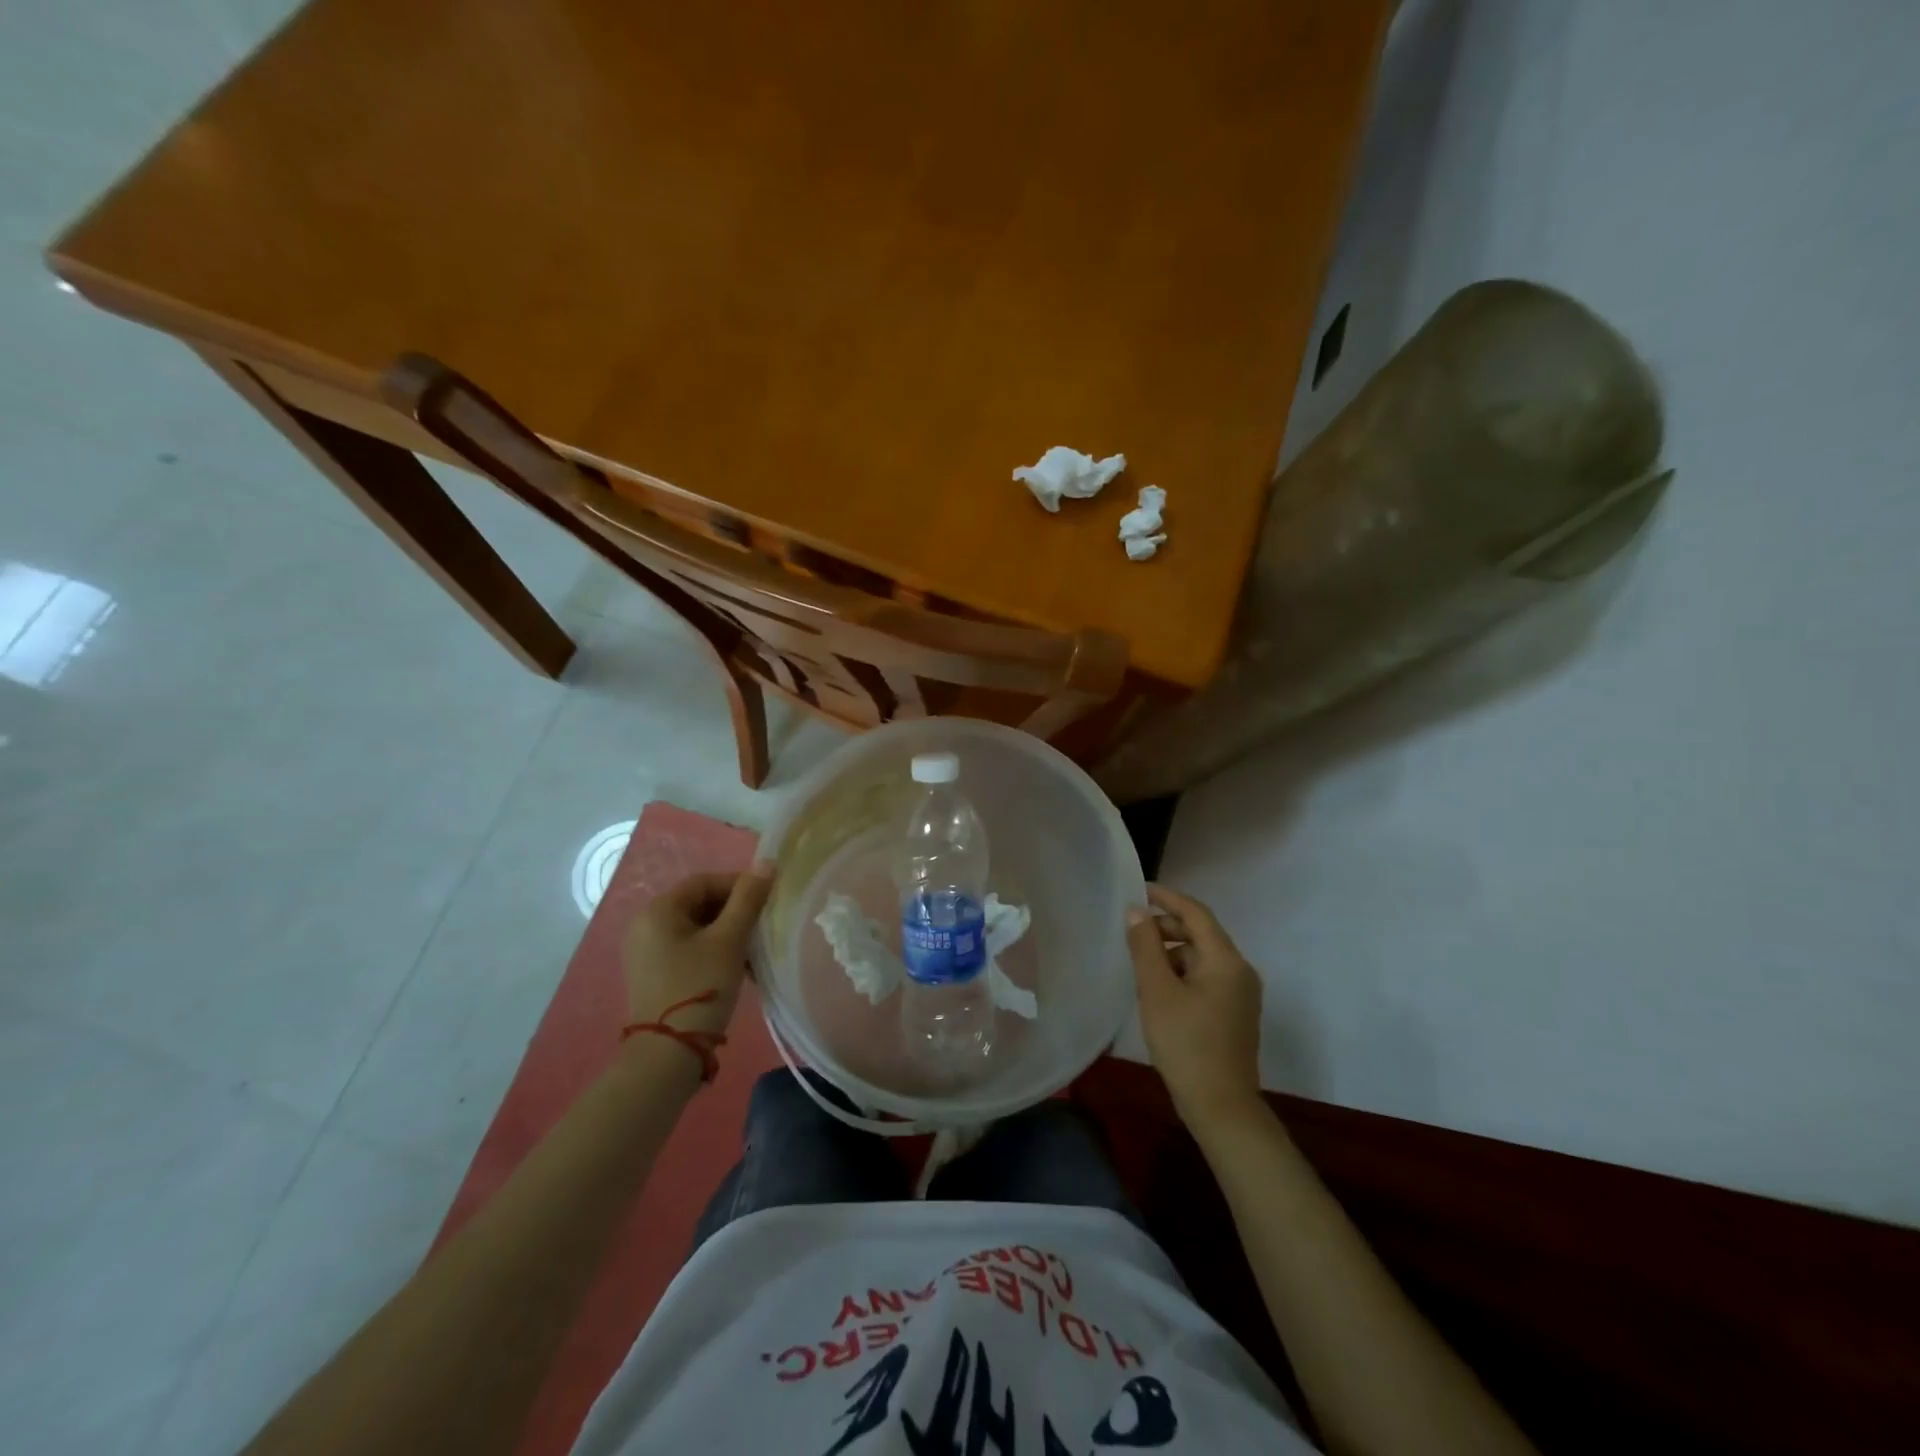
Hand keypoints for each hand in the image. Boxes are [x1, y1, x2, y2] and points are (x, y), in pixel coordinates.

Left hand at [621, 865, 773, 1039]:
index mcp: (658, 910)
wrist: (668, 1055)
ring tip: (754, 950)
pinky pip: (688, 948)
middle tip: (762, 925)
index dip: (738, 885)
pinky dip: (714, 950)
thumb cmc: (700, 987)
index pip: (704, 881)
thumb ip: (748, 899)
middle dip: (734, 911)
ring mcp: (647, 952)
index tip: (767, 900)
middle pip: (699, 903)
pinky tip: (737, 968)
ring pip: (697, 928)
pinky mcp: (654, 974)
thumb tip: (767, 862)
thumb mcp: (729, 940)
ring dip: (727, 933)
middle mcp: (645, 925)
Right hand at [1126, 884, 1265, 1127]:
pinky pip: (1207, 977)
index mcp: (1225, 960)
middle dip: (1167, 927)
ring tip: (1140, 962)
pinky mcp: (1235, 1013)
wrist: (1221, 1107)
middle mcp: (1240, 970)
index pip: (1196, 913)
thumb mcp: (1156, 991)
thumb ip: (1145, 947)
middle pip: (1201, 934)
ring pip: (1202, 957)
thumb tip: (1137, 911)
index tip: (1139, 889)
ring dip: (1172, 952)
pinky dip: (1182, 972)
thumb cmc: (1186, 1044)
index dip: (1167, 898)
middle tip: (1132, 930)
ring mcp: (1241, 994)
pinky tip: (1158, 988)